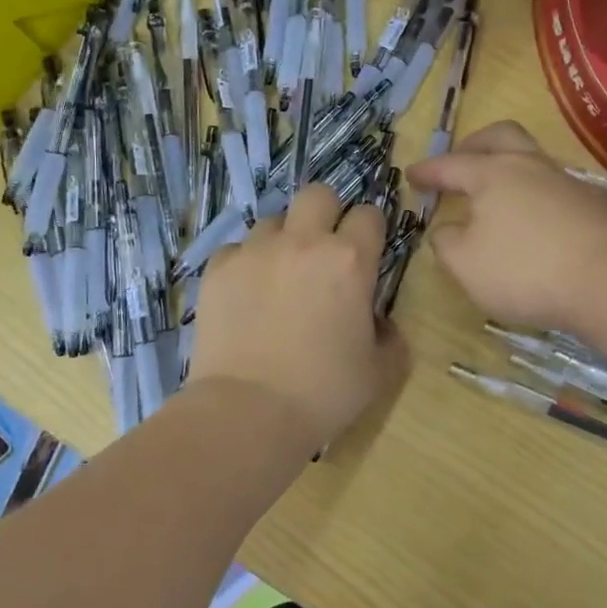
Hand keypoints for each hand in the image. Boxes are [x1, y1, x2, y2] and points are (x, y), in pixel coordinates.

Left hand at [186, 186, 409, 455]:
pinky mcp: (217, 269)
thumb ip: (389, 336)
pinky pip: (236, 249)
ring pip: (274, 220)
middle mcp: (302, 243)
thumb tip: (378, 322)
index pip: (369, 214)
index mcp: (349, 260)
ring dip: (283, 240)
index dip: (371, 230)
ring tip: (280, 276)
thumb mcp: (379, 371)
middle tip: (324, 250)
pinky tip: (246, 295)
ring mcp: (255, 252)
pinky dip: (246, 264)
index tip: (367, 251)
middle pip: (318, 194)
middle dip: (327, 213)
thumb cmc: (323, 394)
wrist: (248, 413)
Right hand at [406, 122, 606, 333]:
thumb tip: (448, 229)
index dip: (428, 170)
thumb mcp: (466, 264)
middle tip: (459, 162)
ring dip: (506, 168)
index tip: (411, 175)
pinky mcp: (590, 205)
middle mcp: (529, 166)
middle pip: (500, 137)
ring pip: (529, 159)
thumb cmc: (524, 270)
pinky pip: (550, 186)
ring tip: (493, 196)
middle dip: (474, 145)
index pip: (450, 165)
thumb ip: (447, 242)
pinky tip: (528, 219)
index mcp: (492, 173)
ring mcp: (564, 182)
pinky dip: (530, 193)